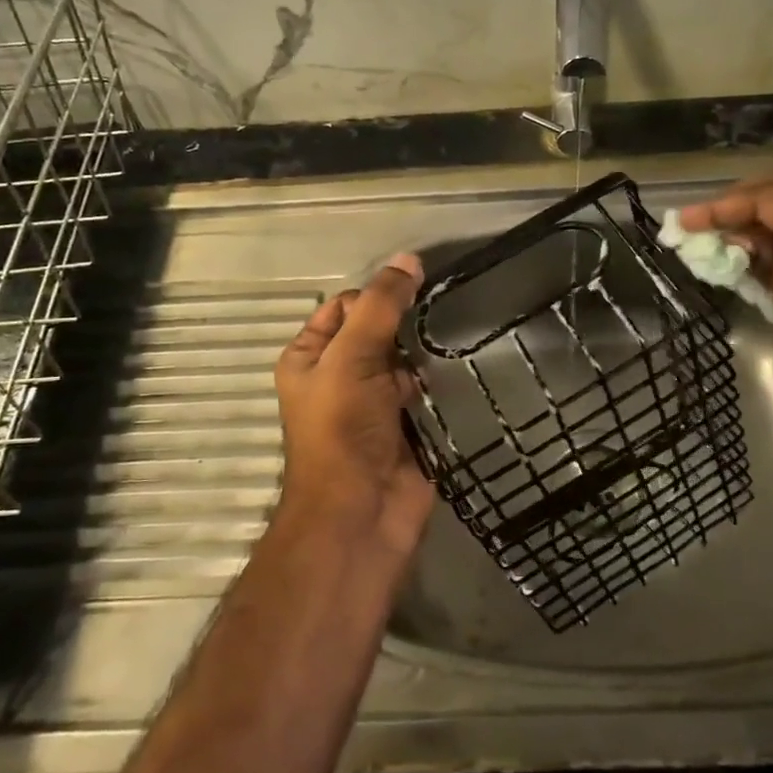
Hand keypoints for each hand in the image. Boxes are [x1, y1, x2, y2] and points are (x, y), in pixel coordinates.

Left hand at [273, 251, 433, 557]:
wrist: (362, 514)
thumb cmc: (343, 429)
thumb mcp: (352, 356)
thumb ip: (380, 306)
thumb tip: (409, 259)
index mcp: (310, 357)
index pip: (344, 306)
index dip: (375, 295)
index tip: (415, 289)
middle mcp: (339, 376)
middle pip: (377, 330)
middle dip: (405, 322)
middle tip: (442, 309)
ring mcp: (373, 404)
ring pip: (403, 360)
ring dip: (424, 351)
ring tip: (458, 333)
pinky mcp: (405, 426)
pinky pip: (424, 390)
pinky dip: (438, 380)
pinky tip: (462, 366)